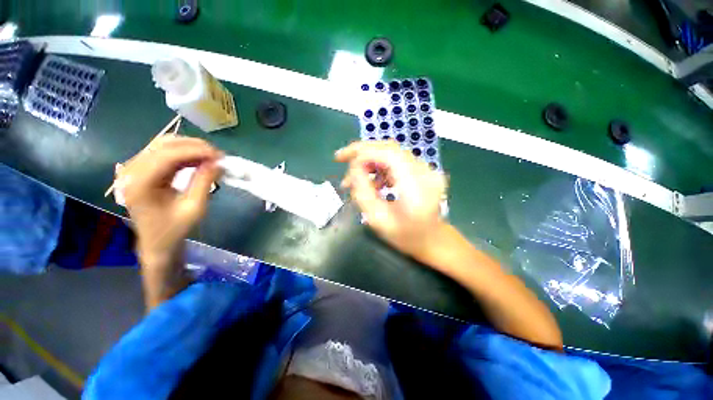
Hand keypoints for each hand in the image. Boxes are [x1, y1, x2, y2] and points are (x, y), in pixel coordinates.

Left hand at [120, 136, 221, 302]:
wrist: (157, 242)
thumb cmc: (175, 229)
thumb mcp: (195, 208)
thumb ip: (204, 182)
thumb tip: (218, 163)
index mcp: (140, 184)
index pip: (167, 155)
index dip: (196, 151)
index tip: (220, 156)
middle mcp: (132, 171)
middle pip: (163, 144)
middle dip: (194, 146)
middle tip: (218, 156)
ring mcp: (135, 168)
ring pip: (164, 144)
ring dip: (190, 148)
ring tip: (211, 157)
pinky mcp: (142, 169)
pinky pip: (164, 152)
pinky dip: (184, 153)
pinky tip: (199, 160)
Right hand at [335, 141, 446, 260]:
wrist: (432, 240)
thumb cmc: (405, 237)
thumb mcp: (377, 219)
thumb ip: (363, 192)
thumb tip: (353, 169)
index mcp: (417, 186)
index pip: (388, 153)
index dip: (362, 152)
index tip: (341, 159)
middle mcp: (425, 172)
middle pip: (389, 148)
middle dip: (362, 151)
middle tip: (341, 158)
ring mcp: (426, 169)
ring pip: (391, 152)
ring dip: (369, 160)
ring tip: (355, 179)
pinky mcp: (423, 170)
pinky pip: (396, 160)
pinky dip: (380, 166)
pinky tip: (372, 181)